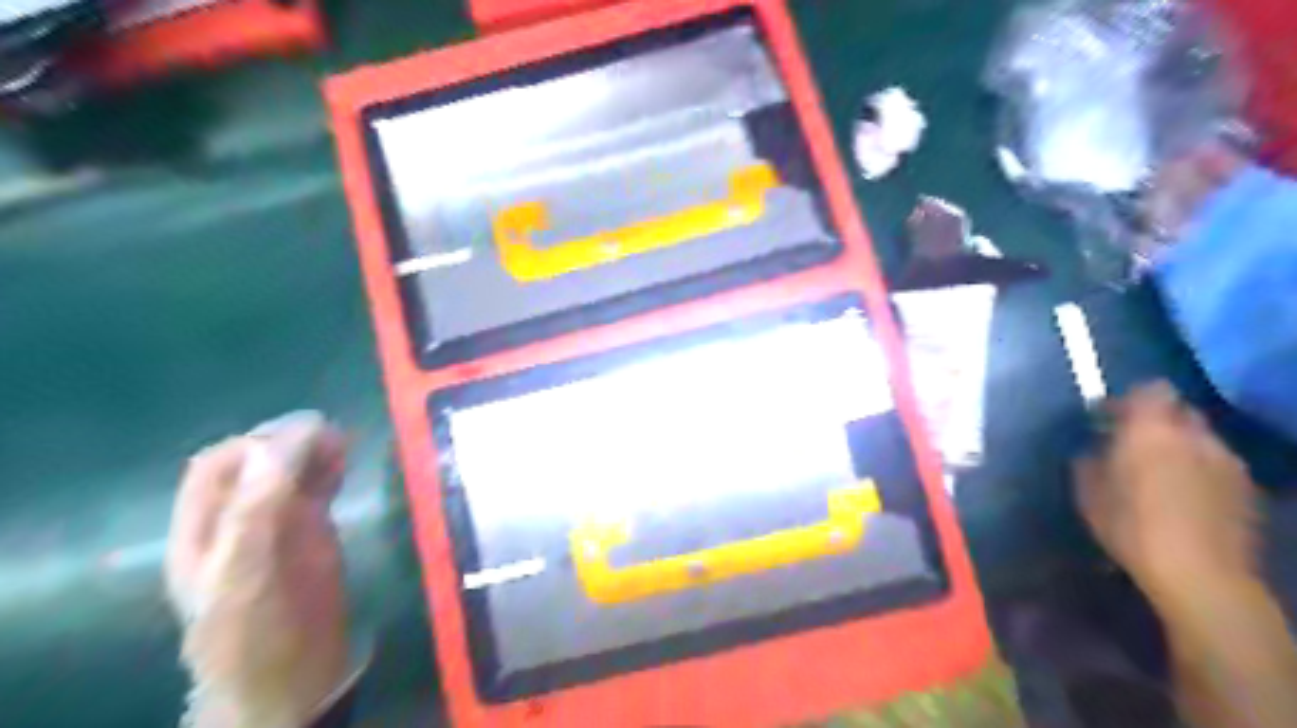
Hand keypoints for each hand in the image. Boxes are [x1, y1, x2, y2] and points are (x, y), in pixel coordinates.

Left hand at [165, 412, 349, 724]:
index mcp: (204, 532)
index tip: (303, 436)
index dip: (257, 444)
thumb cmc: (258, 635)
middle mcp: (238, 522)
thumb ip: (257, 511)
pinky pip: (316, 491)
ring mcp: (276, 528)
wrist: (291, 685)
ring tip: (341, 443)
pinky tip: (343, 463)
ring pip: (289, 473)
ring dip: (311, 452)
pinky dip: (329, 471)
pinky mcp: (312, 536)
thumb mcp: (248, 574)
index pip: (218, 467)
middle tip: (329, 435)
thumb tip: (278, 444)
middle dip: (288, 442)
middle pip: (256, 463)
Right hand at [1076, 384, 1256, 612]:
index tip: (1109, 418)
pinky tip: (1184, 498)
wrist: (1201, 576)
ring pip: (1201, 439)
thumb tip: (1096, 448)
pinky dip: (1200, 471)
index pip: (1152, 389)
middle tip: (1132, 445)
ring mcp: (1230, 462)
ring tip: (1160, 475)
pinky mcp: (1249, 490)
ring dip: (1180, 447)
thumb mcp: (1088, 493)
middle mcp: (1196, 436)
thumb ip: (1090, 459)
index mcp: (1152, 430)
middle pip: (1180, 411)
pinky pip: (1218, 465)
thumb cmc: (1132, 527)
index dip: (1130, 399)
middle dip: (1157, 422)